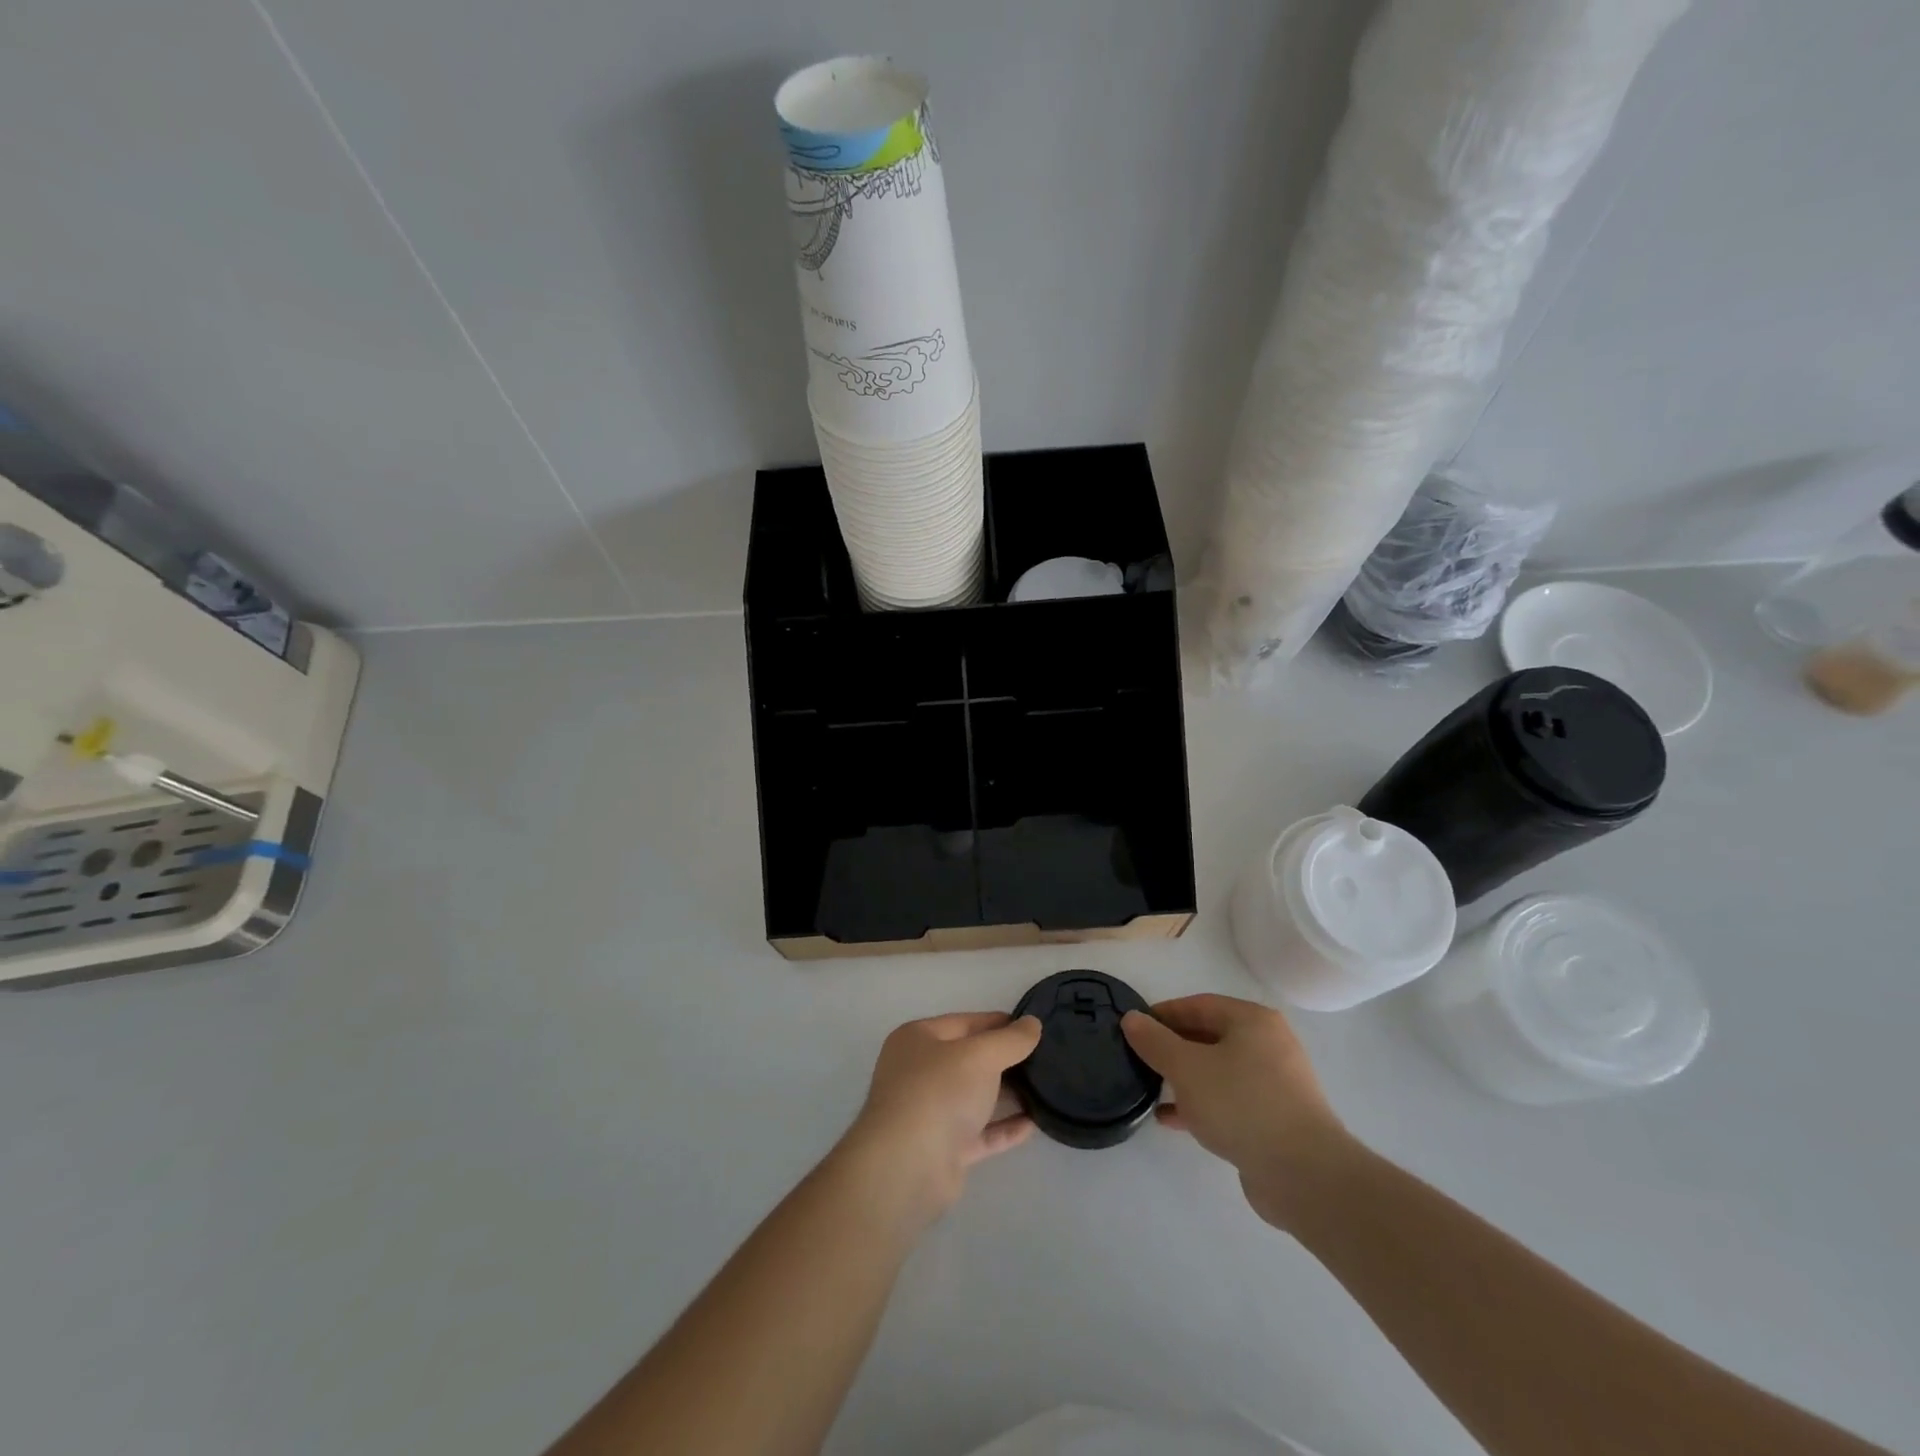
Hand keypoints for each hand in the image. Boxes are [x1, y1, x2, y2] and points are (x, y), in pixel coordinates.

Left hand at [839, 1012, 1042, 1224]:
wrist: (908, 1167)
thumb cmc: (938, 1093)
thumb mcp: (979, 1055)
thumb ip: (1010, 1040)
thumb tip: (1033, 1023)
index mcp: (917, 1040)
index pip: (965, 1022)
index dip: (999, 1023)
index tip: (1034, 1028)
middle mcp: (920, 1072)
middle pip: (969, 1060)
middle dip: (1005, 1059)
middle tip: (1045, 1058)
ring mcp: (930, 1112)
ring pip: (975, 1097)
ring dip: (1008, 1094)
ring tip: (1046, 1088)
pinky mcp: (944, 1149)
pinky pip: (980, 1132)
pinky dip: (1004, 1127)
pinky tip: (1034, 1123)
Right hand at [1122, 994, 1351, 1229]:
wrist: (1304, 1175)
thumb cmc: (1241, 1104)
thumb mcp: (1186, 1067)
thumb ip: (1155, 1041)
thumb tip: (1132, 1019)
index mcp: (1253, 1021)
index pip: (1199, 1005)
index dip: (1164, 1013)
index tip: (1134, 1028)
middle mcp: (1269, 1045)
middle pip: (1210, 1036)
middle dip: (1173, 1047)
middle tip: (1140, 1058)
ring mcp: (1276, 1084)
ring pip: (1219, 1071)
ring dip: (1185, 1079)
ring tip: (1151, 1089)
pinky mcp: (1276, 1119)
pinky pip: (1230, 1101)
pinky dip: (1202, 1104)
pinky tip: (1172, 1119)